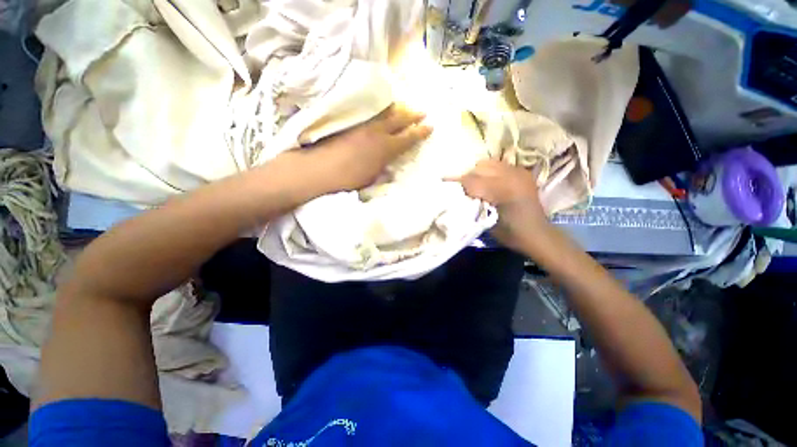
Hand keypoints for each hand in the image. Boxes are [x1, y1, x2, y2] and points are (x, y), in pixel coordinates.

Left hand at [310, 104, 432, 191]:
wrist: (321, 168)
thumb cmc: (349, 178)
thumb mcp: (372, 177)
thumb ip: (383, 168)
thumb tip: (389, 165)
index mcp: (386, 148)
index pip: (408, 137)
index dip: (420, 132)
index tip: (430, 126)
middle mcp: (378, 132)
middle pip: (399, 119)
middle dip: (413, 115)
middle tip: (422, 112)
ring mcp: (364, 125)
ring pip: (385, 112)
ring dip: (398, 110)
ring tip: (405, 108)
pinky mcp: (352, 122)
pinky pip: (372, 113)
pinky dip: (381, 111)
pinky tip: (382, 111)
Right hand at [455, 160, 553, 253]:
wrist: (537, 234)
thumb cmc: (510, 233)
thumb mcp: (486, 221)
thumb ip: (472, 204)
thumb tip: (459, 193)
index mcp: (503, 191)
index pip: (472, 180)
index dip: (458, 183)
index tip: (446, 184)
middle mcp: (512, 176)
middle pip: (480, 167)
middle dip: (468, 176)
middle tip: (462, 188)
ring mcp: (519, 172)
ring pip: (489, 163)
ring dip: (479, 172)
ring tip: (476, 184)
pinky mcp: (522, 172)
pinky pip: (500, 165)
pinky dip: (490, 171)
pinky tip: (489, 182)